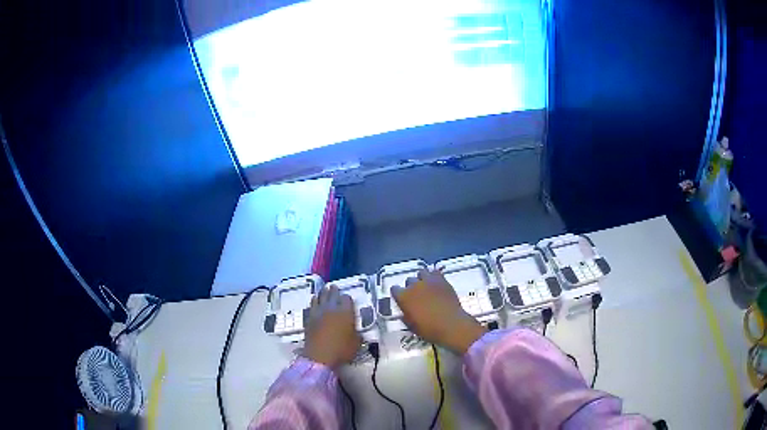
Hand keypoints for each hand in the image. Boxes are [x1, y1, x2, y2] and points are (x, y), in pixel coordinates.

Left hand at [304, 285, 360, 368]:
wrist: (320, 356)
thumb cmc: (341, 350)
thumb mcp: (356, 343)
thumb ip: (357, 335)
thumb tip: (356, 332)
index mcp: (345, 312)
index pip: (347, 299)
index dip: (347, 299)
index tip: (348, 300)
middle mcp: (332, 308)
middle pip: (332, 294)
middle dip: (334, 291)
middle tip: (333, 287)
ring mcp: (319, 312)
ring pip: (320, 297)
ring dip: (323, 293)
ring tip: (323, 290)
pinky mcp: (309, 318)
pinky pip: (312, 305)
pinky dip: (314, 301)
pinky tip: (314, 300)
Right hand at [392, 269, 486, 353]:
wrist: (450, 324)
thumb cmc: (429, 329)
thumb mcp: (412, 326)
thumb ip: (406, 316)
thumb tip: (405, 312)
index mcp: (403, 297)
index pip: (395, 289)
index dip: (398, 294)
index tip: (402, 299)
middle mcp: (414, 285)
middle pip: (409, 280)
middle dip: (411, 286)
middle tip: (417, 295)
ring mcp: (428, 281)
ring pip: (421, 273)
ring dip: (422, 279)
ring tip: (427, 287)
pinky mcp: (442, 279)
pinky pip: (435, 273)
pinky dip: (434, 277)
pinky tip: (437, 284)